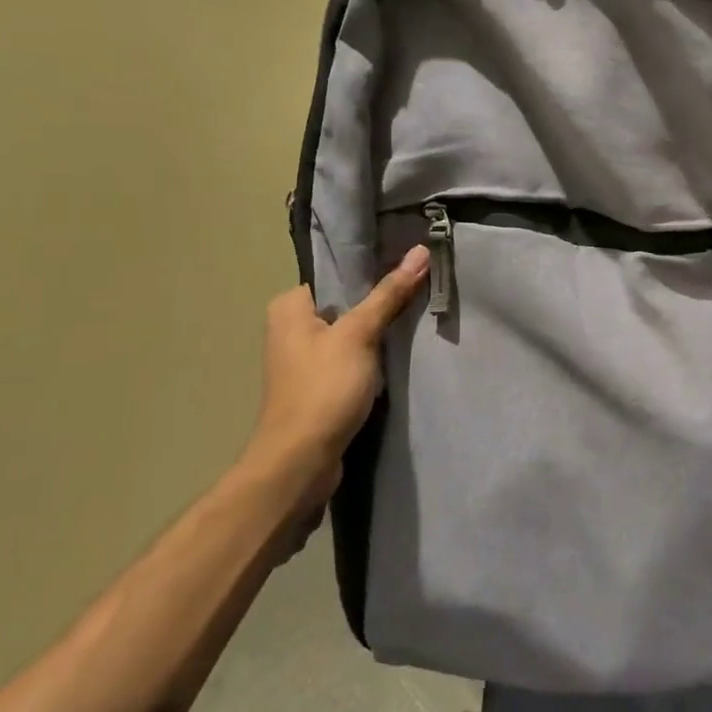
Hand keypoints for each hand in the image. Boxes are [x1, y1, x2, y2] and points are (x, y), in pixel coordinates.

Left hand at [241, 245, 430, 504]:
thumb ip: (389, 294)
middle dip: (379, 301)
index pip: (336, 274)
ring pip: (350, 333)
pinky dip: (371, 357)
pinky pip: (350, 359)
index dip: (373, 269)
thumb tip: (420, 251)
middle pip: (345, 303)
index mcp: (290, 307)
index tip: (410, 265)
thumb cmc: (323, 388)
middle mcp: (290, 328)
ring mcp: (304, 360)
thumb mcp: (359, 334)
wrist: (301, 461)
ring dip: (377, 331)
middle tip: (421, 290)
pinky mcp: (318, 386)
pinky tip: (396, 355)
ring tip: (416, 318)